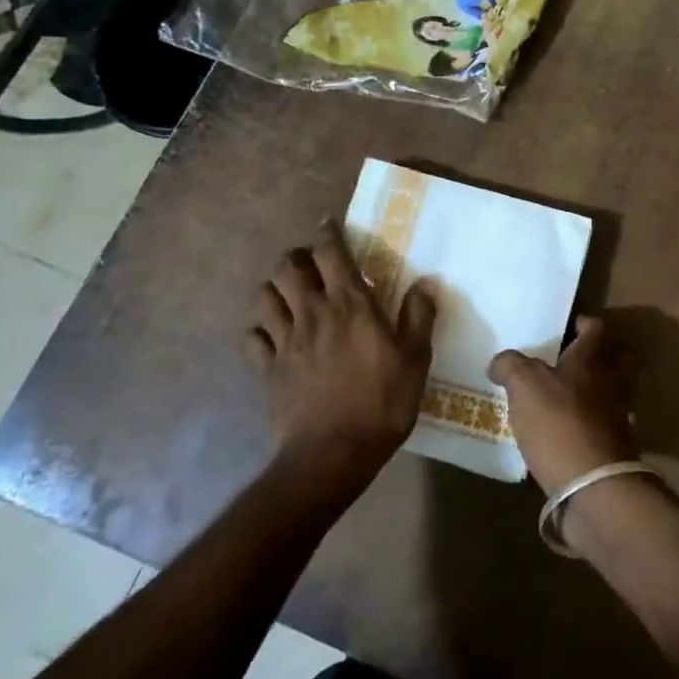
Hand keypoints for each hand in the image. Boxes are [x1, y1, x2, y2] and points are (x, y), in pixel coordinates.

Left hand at [247, 221, 437, 486]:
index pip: (331, 253)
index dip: (328, 233)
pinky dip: (258, 331)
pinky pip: (252, 339)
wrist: (333, 454)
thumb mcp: (416, 359)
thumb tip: (426, 282)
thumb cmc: (382, 402)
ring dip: (274, 289)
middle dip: (295, 257)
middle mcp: (313, 313)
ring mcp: (285, 341)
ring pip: (264, 296)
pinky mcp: (267, 369)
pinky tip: (271, 337)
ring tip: (289, 296)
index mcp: (350, 305)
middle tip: (310, 265)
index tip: (328, 224)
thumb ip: (419, 316)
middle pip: (287, 267)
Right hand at [488, 317, 638, 495]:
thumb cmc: (559, 423)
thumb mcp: (524, 386)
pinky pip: (606, 426)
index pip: (596, 328)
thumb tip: (500, 362)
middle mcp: (612, 382)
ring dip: (597, 391)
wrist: (593, 486)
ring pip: (614, 392)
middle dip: (602, 355)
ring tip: (567, 399)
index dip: (583, 323)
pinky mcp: (617, 448)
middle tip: (575, 360)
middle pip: (619, 358)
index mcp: (592, 360)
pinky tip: (569, 433)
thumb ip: (511, 366)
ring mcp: (619, 417)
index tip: (568, 327)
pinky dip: (591, 425)